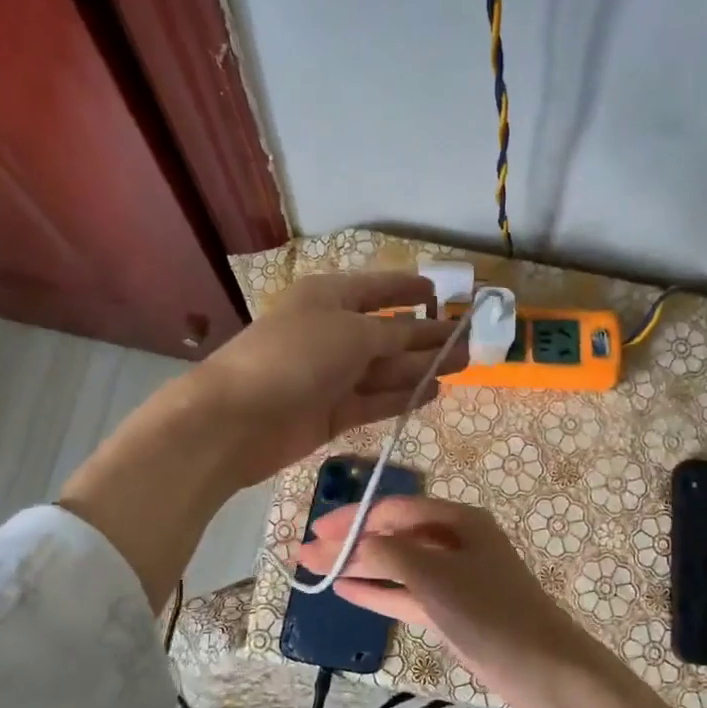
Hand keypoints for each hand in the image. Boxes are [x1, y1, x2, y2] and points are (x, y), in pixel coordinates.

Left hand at [186, 271, 467, 488]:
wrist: (239, 419)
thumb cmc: (295, 357)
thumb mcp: (351, 333)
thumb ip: (393, 335)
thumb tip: (420, 336)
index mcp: (328, 298)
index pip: (374, 289)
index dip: (405, 288)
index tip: (436, 290)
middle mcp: (330, 333)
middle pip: (386, 333)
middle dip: (425, 335)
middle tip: (467, 342)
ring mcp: (330, 376)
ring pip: (384, 369)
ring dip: (421, 367)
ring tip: (461, 366)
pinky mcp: (330, 413)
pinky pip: (374, 400)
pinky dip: (402, 396)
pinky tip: (432, 393)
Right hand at [296, 496, 614, 707]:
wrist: (542, 667)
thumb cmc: (489, 610)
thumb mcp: (433, 574)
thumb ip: (384, 553)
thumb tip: (340, 544)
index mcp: (459, 519)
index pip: (394, 509)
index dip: (353, 518)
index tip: (315, 532)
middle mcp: (455, 542)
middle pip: (394, 535)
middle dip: (351, 543)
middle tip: (306, 554)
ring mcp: (454, 578)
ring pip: (397, 566)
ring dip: (360, 567)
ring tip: (316, 573)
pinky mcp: (451, 611)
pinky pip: (406, 594)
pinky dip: (378, 592)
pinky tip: (346, 591)